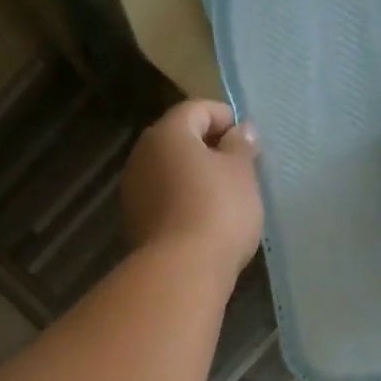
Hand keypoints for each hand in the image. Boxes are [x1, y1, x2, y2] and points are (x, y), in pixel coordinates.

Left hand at [121, 100, 262, 276]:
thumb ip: (241, 146)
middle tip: (239, 167)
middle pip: (178, 140)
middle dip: (208, 148)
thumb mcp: (241, 173)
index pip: (196, 109)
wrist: (181, 271)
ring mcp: (133, 191)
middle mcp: (142, 156)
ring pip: (169, 171)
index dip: (224, 117)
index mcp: (167, 134)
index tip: (247, 140)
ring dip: (194, 176)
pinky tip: (204, 219)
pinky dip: (183, 200)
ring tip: (225, 196)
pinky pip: (163, 199)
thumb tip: (240, 130)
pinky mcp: (135, 222)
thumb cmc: (218, 211)